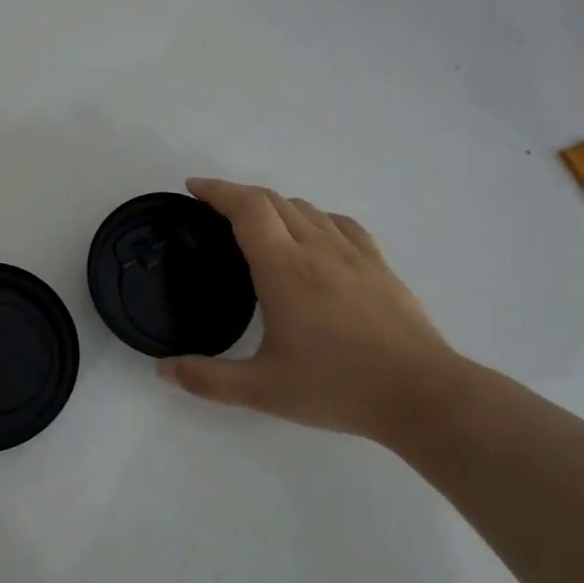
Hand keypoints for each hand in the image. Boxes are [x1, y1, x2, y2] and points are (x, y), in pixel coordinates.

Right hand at [157, 178, 475, 444]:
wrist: (421, 394)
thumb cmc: (337, 387)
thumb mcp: (263, 390)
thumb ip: (207, 379)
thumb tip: (162, 369)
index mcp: (284, 268)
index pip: (246, 208)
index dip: (217, 190)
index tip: (194, 188)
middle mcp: (317, 248)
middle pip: (274, 200)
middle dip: (239, 196)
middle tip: (214, 210)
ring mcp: (353, 254)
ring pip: (307, 209)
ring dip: (275, 206)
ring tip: (258, 226)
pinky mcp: (379, 266)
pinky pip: (340, 224)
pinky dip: (315, 219)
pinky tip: (314, 238)